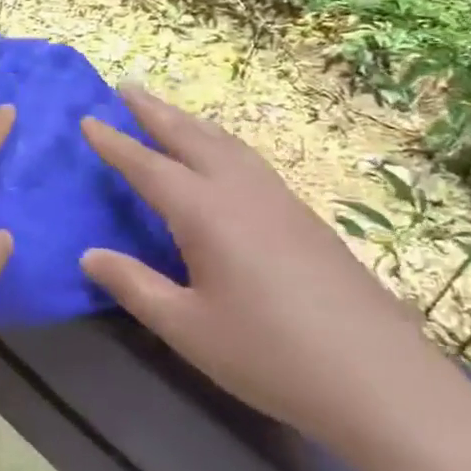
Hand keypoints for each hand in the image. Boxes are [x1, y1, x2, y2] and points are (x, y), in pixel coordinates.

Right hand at [79, 85, 470, 465]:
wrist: (383, 383)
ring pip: (228, 145)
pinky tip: (224, 158)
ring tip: (169, 112)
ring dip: (192, 122)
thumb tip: (88, 255)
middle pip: (192, 138)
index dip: (115, 143)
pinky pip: (252, 162)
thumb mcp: (186, 328)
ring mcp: (281, 202)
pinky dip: (223, 143)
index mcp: (206, 213)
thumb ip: (134, 285)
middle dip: (155, 112)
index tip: (88, 119)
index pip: (149, 166)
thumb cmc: (270, 355)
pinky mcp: (307, 220)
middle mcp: (242, 194)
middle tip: (126, 87)